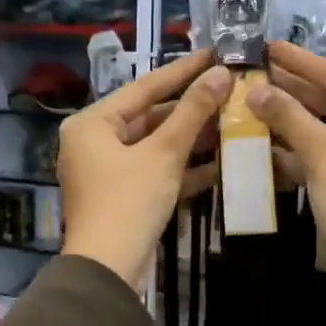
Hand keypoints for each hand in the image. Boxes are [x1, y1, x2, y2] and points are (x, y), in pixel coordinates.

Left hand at [59, 50, 231, 288]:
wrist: (109, 270)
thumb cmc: (129, 201)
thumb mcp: (163, 153)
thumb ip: (192, 112)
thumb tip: (220, 75)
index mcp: (92, 123)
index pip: (144, 88)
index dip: (182, 71)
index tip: (214, 54)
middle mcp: (95, 142)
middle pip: (150, 116)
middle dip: (191, 108)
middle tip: (230, 89)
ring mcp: (109, 171)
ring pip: (156, 145)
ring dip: (192, 138)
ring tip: (233, 120)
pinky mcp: (125, 196)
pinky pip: (156, 170)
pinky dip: (184, 167)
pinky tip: (222, 161)